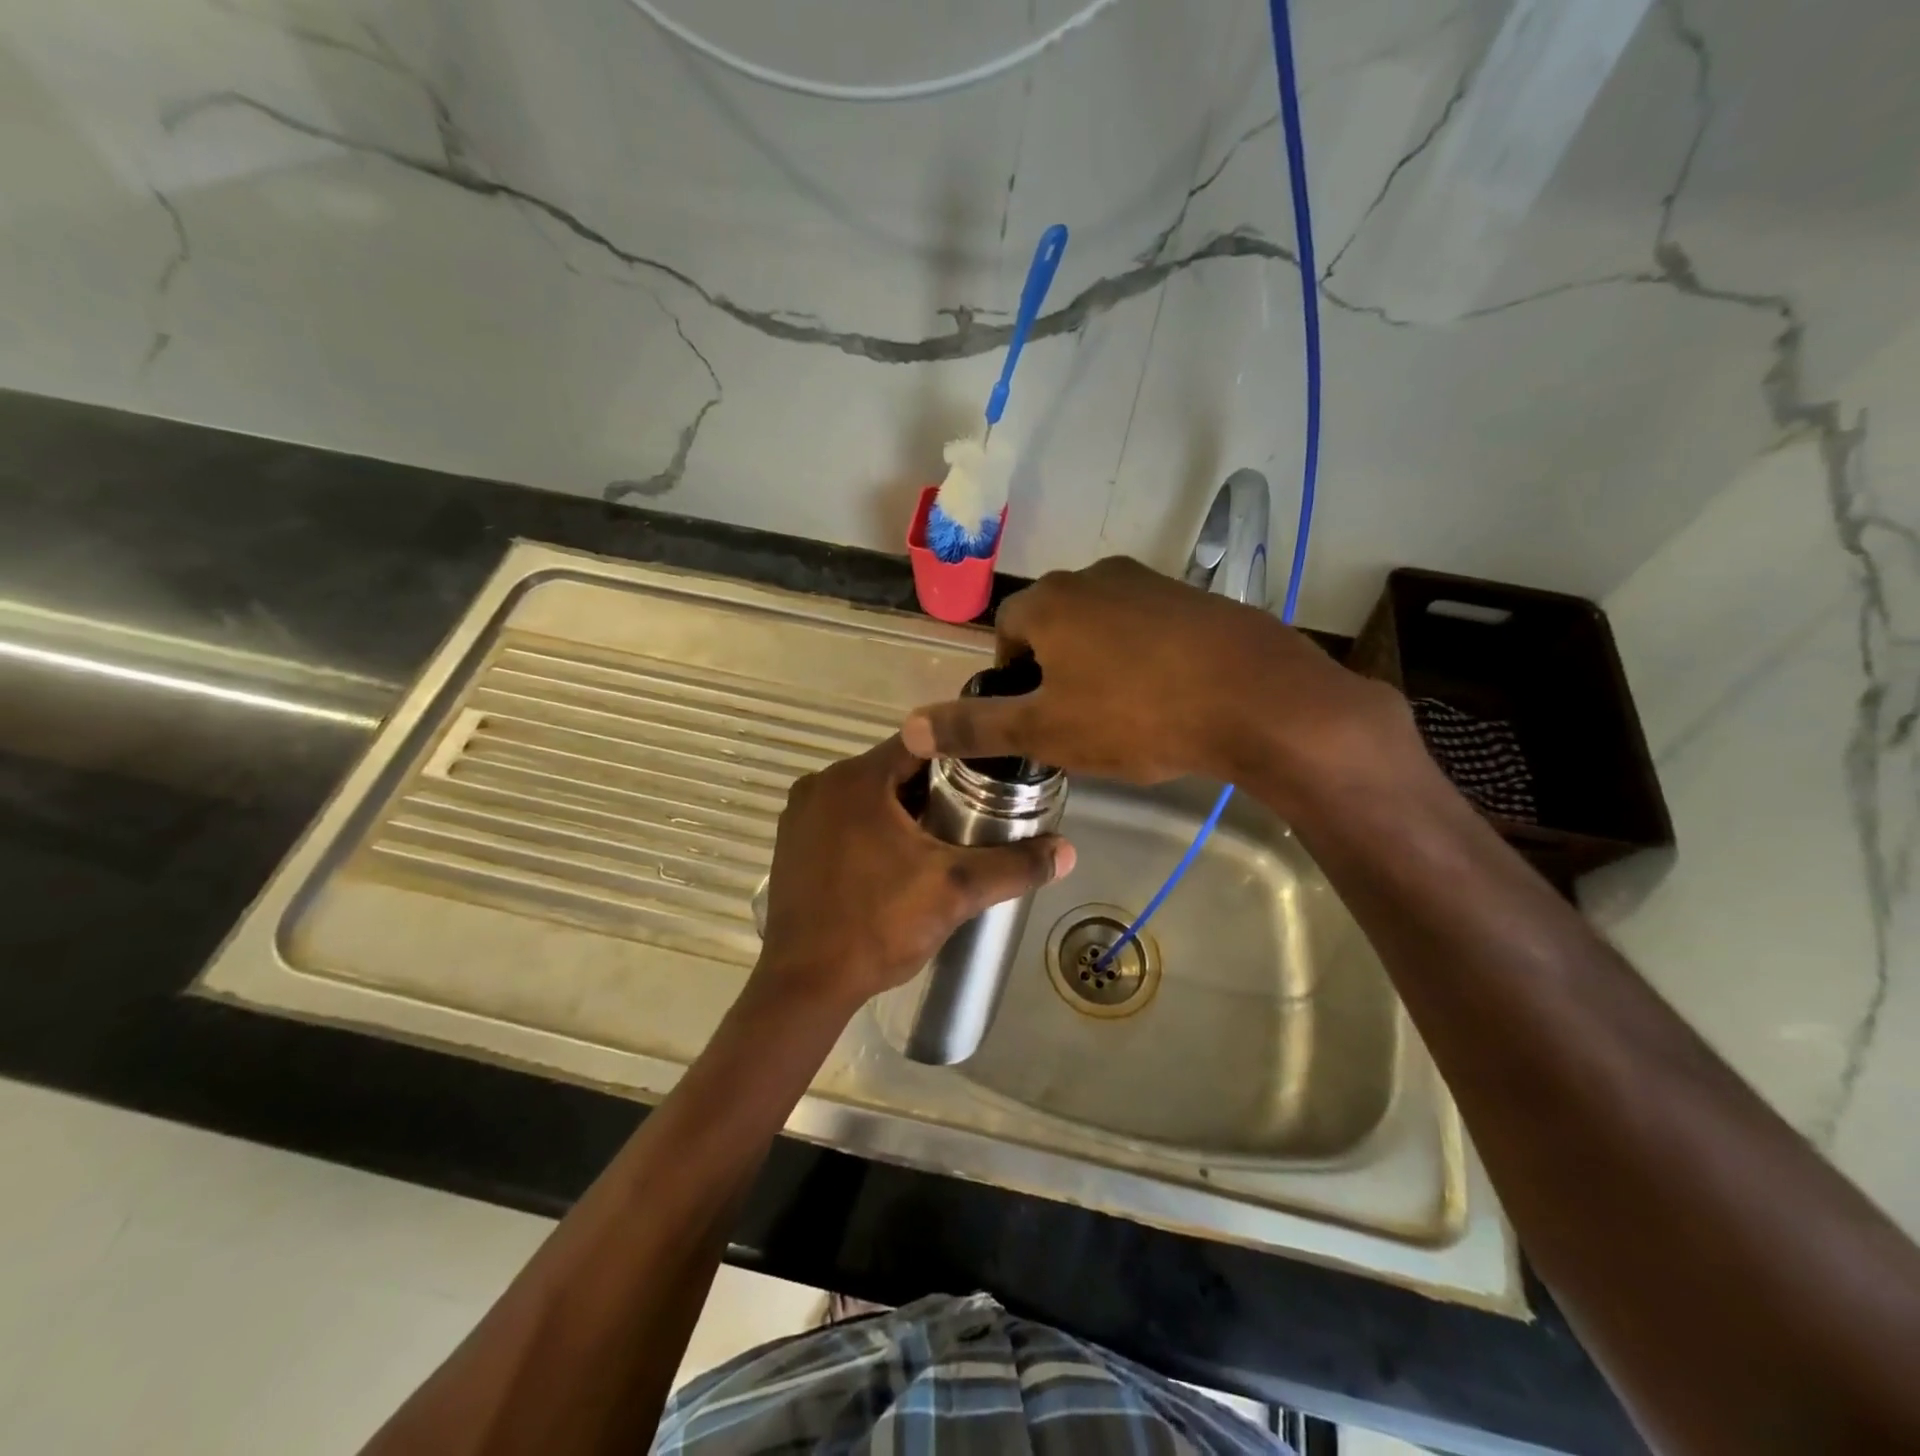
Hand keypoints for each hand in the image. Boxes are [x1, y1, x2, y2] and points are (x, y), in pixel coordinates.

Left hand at [754, 736, 1074, 1010]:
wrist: (805, 984)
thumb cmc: (878, 925)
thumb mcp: (954, 891)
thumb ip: (1013, 866)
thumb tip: (1067, 851)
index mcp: (857, 779)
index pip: (922, 742)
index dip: (962, 753)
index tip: (993, 775)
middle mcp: (822, 784)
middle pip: (895, 768)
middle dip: (936, 787)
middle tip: (977, 812)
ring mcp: (800, 814)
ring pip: (869, 794)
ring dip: (904, 808)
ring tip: (944, 836)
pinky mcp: (791, 842)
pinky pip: (844, 817)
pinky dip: (873, 825)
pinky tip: (898, 858)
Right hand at [901, 558, 1422, 809]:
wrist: (1257, 699)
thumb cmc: (1136, 714)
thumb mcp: (1045, 731)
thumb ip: (975, 726)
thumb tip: (909, 726)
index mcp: (1051, 601)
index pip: (1006, 629)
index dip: (1010, 676)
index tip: (1033, 717)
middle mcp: (1095, 576)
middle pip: (1054, 623)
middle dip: (1054, 669)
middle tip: (1075, 722)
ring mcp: (1150, 581)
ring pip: (1102, 625)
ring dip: (1099, 663)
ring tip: (1123, 715)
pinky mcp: (1196, 598)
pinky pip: (1149, 627)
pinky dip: (1144, 657)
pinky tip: (1168, 697)